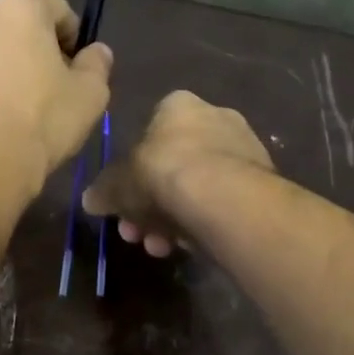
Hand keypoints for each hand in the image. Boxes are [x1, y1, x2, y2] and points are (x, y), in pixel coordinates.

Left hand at [0, 0, 112, 193]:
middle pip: (10, 28)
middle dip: (26, 52)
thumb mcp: (90, 95)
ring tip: (4, 113)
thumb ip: (97, 64)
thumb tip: (96, 51)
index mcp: (18, 10)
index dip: (70, 34)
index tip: (74, 65)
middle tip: (41, 91)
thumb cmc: (41, 122)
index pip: (54, 7)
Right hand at [83, 90, 271, 254]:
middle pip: (173, 165)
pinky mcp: (263, 182)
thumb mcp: (117, 184)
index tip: (123, 202)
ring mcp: (244, 149)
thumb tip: (90, 200)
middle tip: (136, 232)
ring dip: (173, 220)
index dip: (131, 172)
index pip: (150, 131)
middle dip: (150, 204)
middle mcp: (216, 117)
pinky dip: (202, 224)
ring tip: (160, 248)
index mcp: (179, 105)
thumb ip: (103, 191)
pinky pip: (221, 204)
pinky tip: (188, 247)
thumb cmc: (162, 173)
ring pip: (197, 189)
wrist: (223, 197)